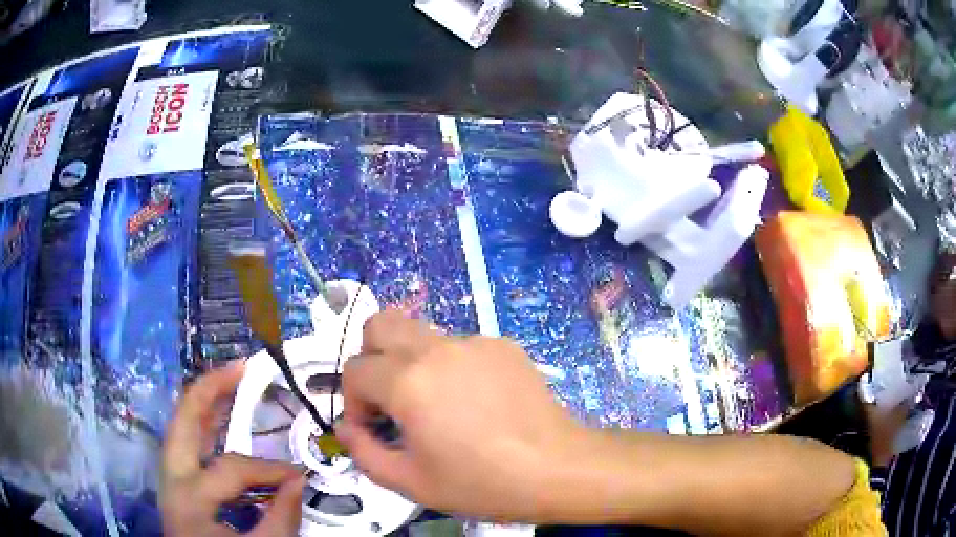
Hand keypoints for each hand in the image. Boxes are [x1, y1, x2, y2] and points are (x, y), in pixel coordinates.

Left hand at [161, 361, 305, 535]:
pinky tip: (220, 421)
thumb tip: (297, 481)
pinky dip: (204, 426)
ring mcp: (169, 476)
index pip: (233, 468)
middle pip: (184, 418)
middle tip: (241, 367)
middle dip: (211, 388)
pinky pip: (187, 442)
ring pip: (181, 424)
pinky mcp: (174, 481)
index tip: (299, 477)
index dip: (270, 469)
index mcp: (188, 495)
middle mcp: (171, 476)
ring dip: (206, 401)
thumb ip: (281, 519)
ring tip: (230, 382)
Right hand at [337, 310, 583, 520]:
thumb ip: (363, 452)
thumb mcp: (411, 482)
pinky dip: (451, 368)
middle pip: (379, 323)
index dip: (353, 401)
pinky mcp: (503, 345)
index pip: (355, 369)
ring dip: (411, 363)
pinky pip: (460, 347)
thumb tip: (348, 427)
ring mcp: (474, 341)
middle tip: (389, 397)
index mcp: (408, 381)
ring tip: (436, 404)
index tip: (373, 428)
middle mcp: (437, 348)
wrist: (557, 468)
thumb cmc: (482, 483)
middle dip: (371, 357)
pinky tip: (476, 403)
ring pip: (421, 334)